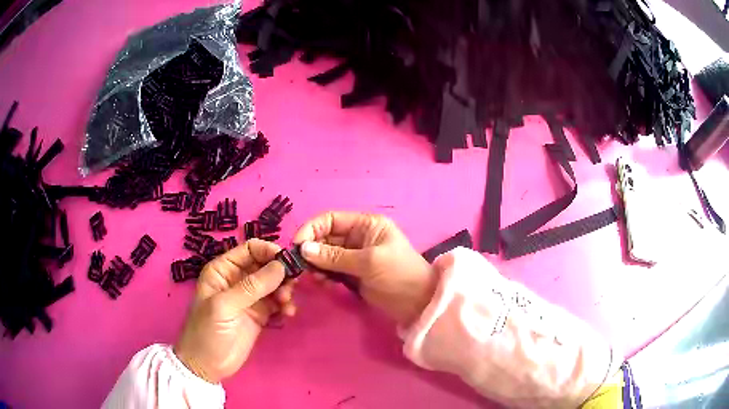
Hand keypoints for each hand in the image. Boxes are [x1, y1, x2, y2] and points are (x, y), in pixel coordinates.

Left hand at [174, 239, 295, 383]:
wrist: (208, 365)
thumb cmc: (207, 331)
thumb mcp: (225, 306)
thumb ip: (251, 287)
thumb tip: (281, 266)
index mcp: (223, 269)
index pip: (250, 249)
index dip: (269, 251)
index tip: (286, 263)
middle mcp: (238, 279)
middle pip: (266, 265)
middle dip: (280, 273)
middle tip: (290, 287)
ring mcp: (250, 297)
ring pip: (274, 283)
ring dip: (285, 290)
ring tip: (286, 304)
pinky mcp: (260, 314)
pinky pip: (277, 302)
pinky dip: (285, 305)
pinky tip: (288, 313)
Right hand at [294, 212, 435, 326]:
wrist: (418, 303)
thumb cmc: (399, 275)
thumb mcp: (369, 262)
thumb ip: (335, 256)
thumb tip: (303, 249)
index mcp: (365, 225)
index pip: (330, 219)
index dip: (311, 229)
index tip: (297, 246)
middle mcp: (357, 237)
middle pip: (325, 237)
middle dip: (312, 250)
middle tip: (302, 267)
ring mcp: (353, 256)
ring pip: (325, 255)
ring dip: (316, 265)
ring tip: (317, 279)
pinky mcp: (352, 274)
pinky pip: (330, 270)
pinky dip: (324, 275)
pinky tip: (324, 284)